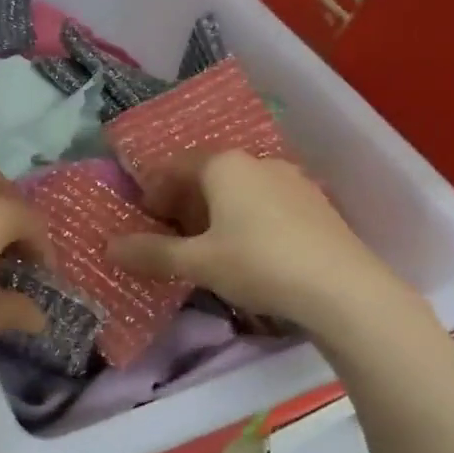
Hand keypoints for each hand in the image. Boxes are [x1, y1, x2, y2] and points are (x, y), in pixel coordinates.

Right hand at [107, 150, 417, 339]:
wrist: (344, 290)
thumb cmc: (258, 263)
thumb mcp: (197, 262)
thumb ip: (152, 253)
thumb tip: (109, 247)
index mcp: (224, 166)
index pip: (175, 167)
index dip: (153, 191)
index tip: (144, 219)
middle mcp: (257, 162)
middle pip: (207, 176)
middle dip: (183, 203)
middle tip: (171, 236)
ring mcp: (292, 181)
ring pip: (239, 190)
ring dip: (215, 213)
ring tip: (207, 248)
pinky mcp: (316, 205)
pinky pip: (266, 204)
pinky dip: (246, 220)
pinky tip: (249, 253)